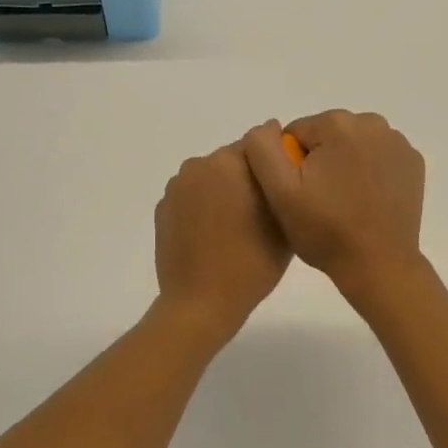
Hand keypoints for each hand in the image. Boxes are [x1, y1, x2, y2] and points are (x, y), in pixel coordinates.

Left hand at [154, 138, 292, 337]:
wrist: (200, 303)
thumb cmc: (252, 263)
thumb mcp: (284, 222)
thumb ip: (282, 182)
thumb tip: (279, 162)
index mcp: (230, 162)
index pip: (259, 144)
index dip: (273, 162)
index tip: (281, 186)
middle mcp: (199, 165)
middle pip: (232, 159)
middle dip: (246, 177)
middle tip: (261, 211)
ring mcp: (176, 187)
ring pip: (210, 178)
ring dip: (223, 191)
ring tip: (236, 226)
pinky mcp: (163, 209)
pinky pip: (191, 197)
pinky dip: (202, 207)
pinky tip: (212, 236)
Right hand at [242, 111, 425, 295]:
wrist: (378, 265)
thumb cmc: (325, 230)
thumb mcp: (279, 192)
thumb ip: (262, 149)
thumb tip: (267, 128)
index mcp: (337, 124)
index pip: (296, 133)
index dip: (290, 164)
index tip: (299, 194)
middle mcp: (371, 122)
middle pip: (326, 135)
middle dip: (318, 161)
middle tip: (319, 201)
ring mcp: (398, 142)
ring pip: (352, 144)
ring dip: (343, 165)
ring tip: (342, 203)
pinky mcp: (413, 162)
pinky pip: (378, 156)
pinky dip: (369, 172)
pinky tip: (365, 200)